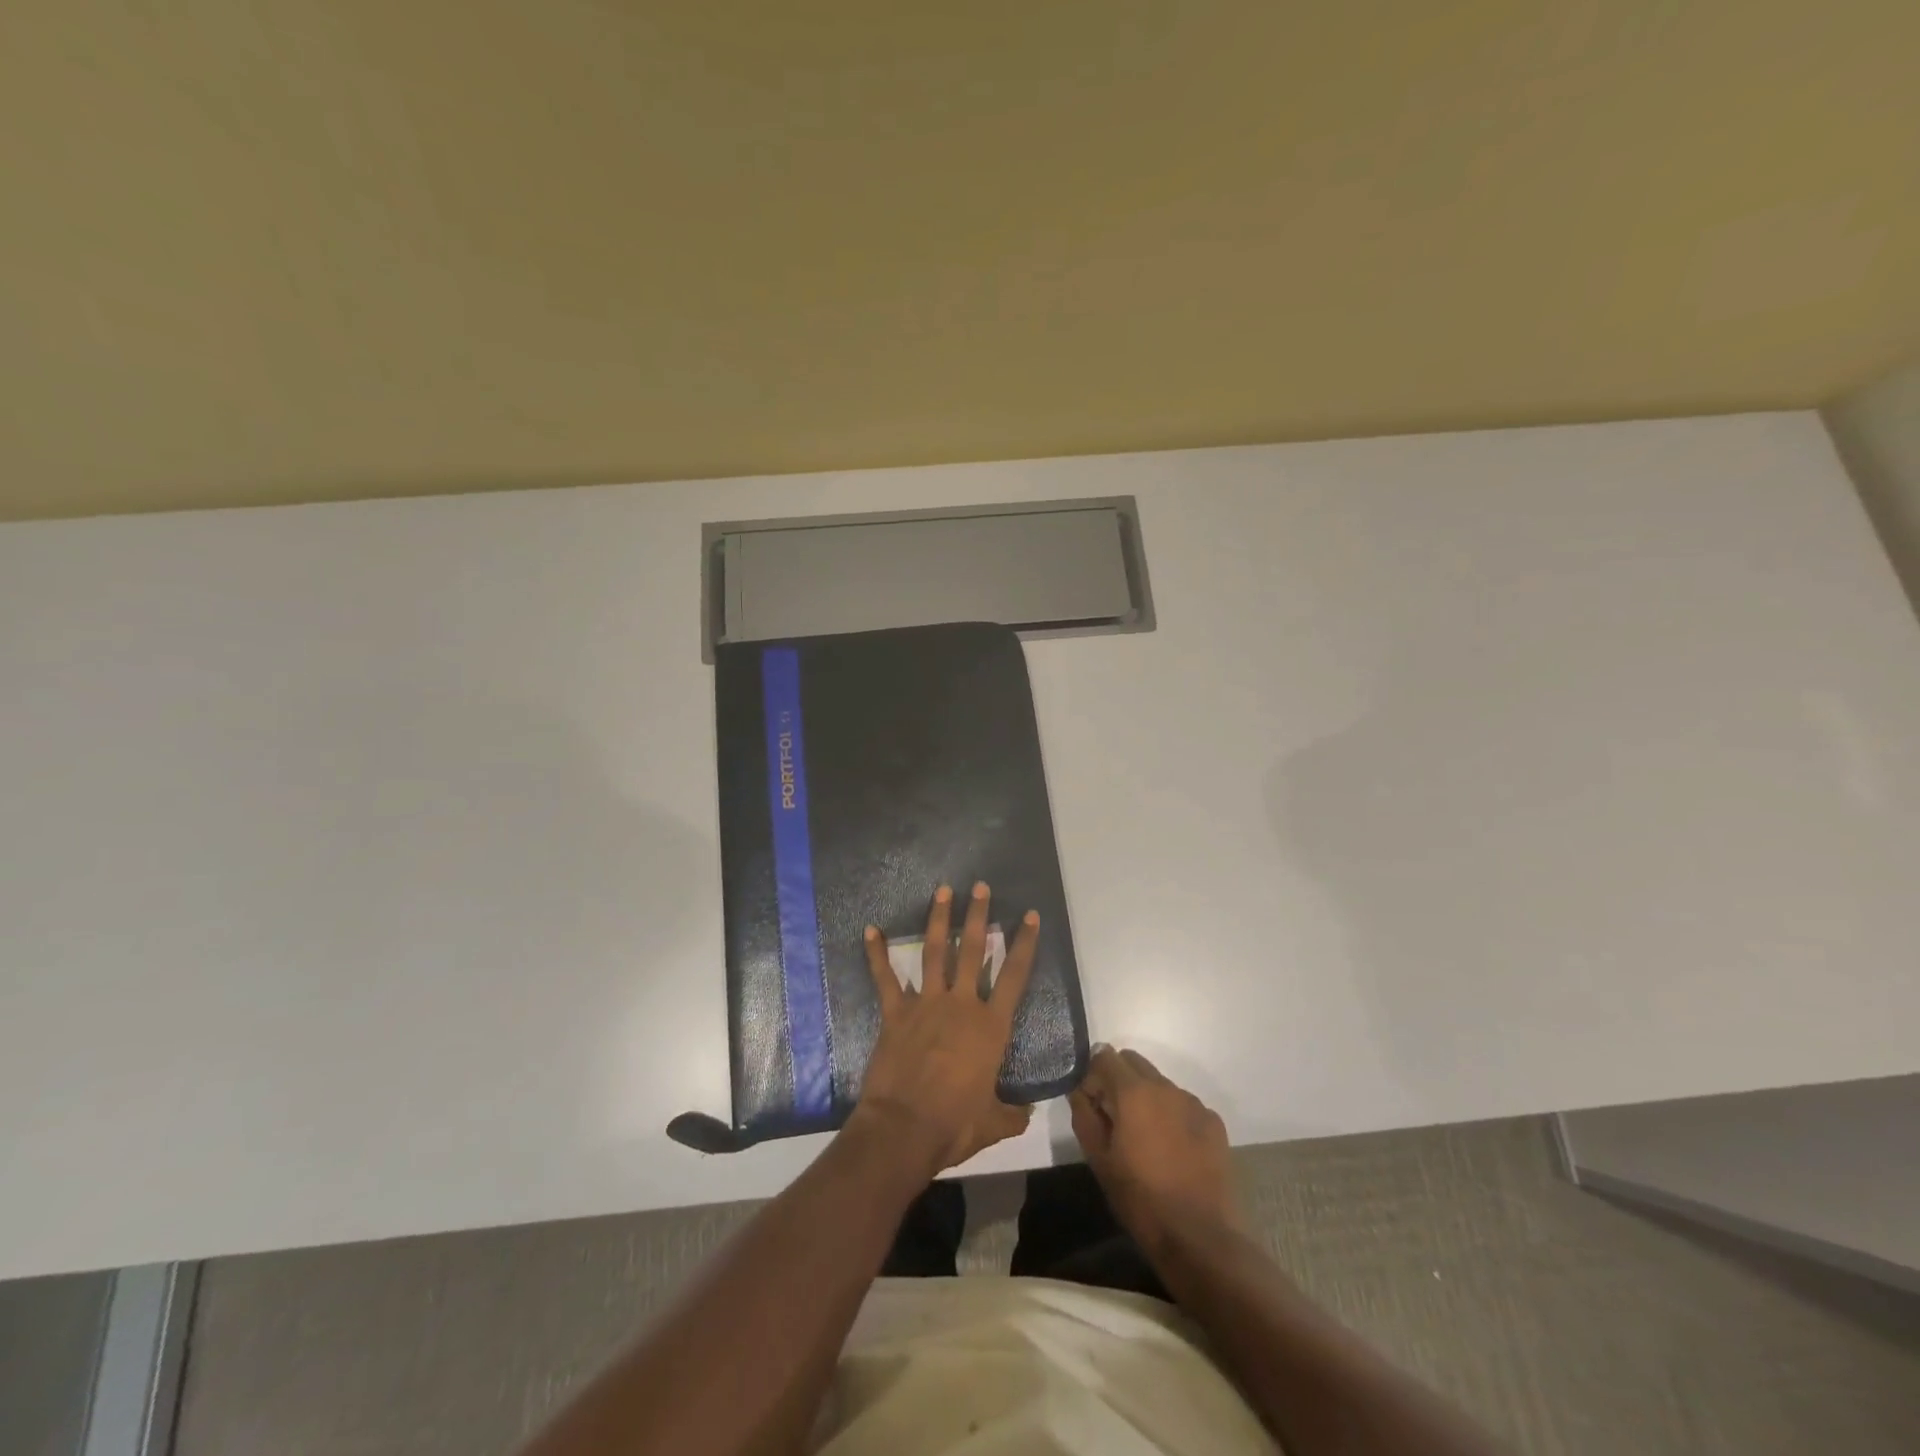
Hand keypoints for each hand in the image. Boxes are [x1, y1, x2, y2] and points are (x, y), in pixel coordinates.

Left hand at [852, 882, 1038, 1175]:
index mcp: (990, 1027)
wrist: (904, 1129)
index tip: (1030, 916)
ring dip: (939, 920)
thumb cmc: (954, 1124)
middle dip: (978, 916)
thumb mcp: (993, 1123)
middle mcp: (961, 1005)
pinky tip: (870, 930)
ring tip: (943, 890)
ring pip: (935, 952)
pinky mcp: (895, 1013)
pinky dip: (876, 954)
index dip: (1024, 944)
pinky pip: (885, 978)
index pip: (1014, 976)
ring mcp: (926, 1004)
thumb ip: (1012, 1114)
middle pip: (973, 951)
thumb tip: (1028, 1113)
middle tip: (980, 886)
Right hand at [1070, 1046, 1244, 1253]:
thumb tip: (1080, 1090)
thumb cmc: (1140, 1199)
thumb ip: (1084, 1115)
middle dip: (1118, 1080)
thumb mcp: (1098, 1160)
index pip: (1105, 1056)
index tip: (1092, 1104)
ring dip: (1146, 1098)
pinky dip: (1172, 1115)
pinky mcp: (1214, 1122)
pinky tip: (1173, 1150)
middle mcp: (1165, 1086)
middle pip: (1134, 1062)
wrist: (1200, 1238)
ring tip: (1146, 1139)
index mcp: (1133, 1092)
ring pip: (1159, 1083)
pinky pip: (1183, 1104)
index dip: (1092, 1075)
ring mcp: (1193, 1103)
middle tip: (1115, 1118)